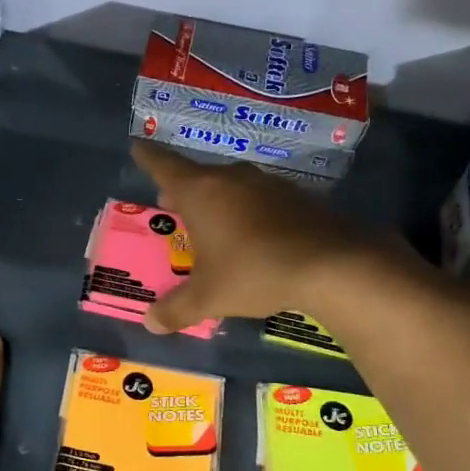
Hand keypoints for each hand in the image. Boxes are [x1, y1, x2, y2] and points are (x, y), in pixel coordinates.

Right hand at [132, 141, 373, 332]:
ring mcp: (267, 184)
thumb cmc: (253, 272)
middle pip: (199, 176)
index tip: (138, 147)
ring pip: (232, 185)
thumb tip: (150, 323)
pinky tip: (254, 234)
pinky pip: (260, 198)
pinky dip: (249, 210)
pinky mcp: (297, 196)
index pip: (164, 166)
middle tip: (172, 204)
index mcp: (200, 192)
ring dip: (218, 199)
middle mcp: (231, 178)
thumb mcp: (209, 296)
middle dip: (183, 189)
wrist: (331, 264)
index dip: (148, 158)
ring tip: (213, 222)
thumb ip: (177, 308)